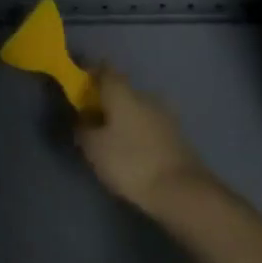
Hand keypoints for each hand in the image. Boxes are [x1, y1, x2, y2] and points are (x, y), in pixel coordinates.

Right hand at [75, 69, 213, 215]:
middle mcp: (145, 96)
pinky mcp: (178, 137)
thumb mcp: (94, 148)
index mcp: (122, 93)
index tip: (79, 85)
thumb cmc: (130, 162)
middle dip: (107, 101)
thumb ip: (83, 128)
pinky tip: (133, 151)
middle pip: (122, 91)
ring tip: (112, 139)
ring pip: (138, 109)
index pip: (104, 70)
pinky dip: (139, 133)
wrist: (181, 191)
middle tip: (93, 118)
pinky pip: (150, 127)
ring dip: (124, 119)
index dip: (91, 74)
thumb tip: (83, 119)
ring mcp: (165, 116)